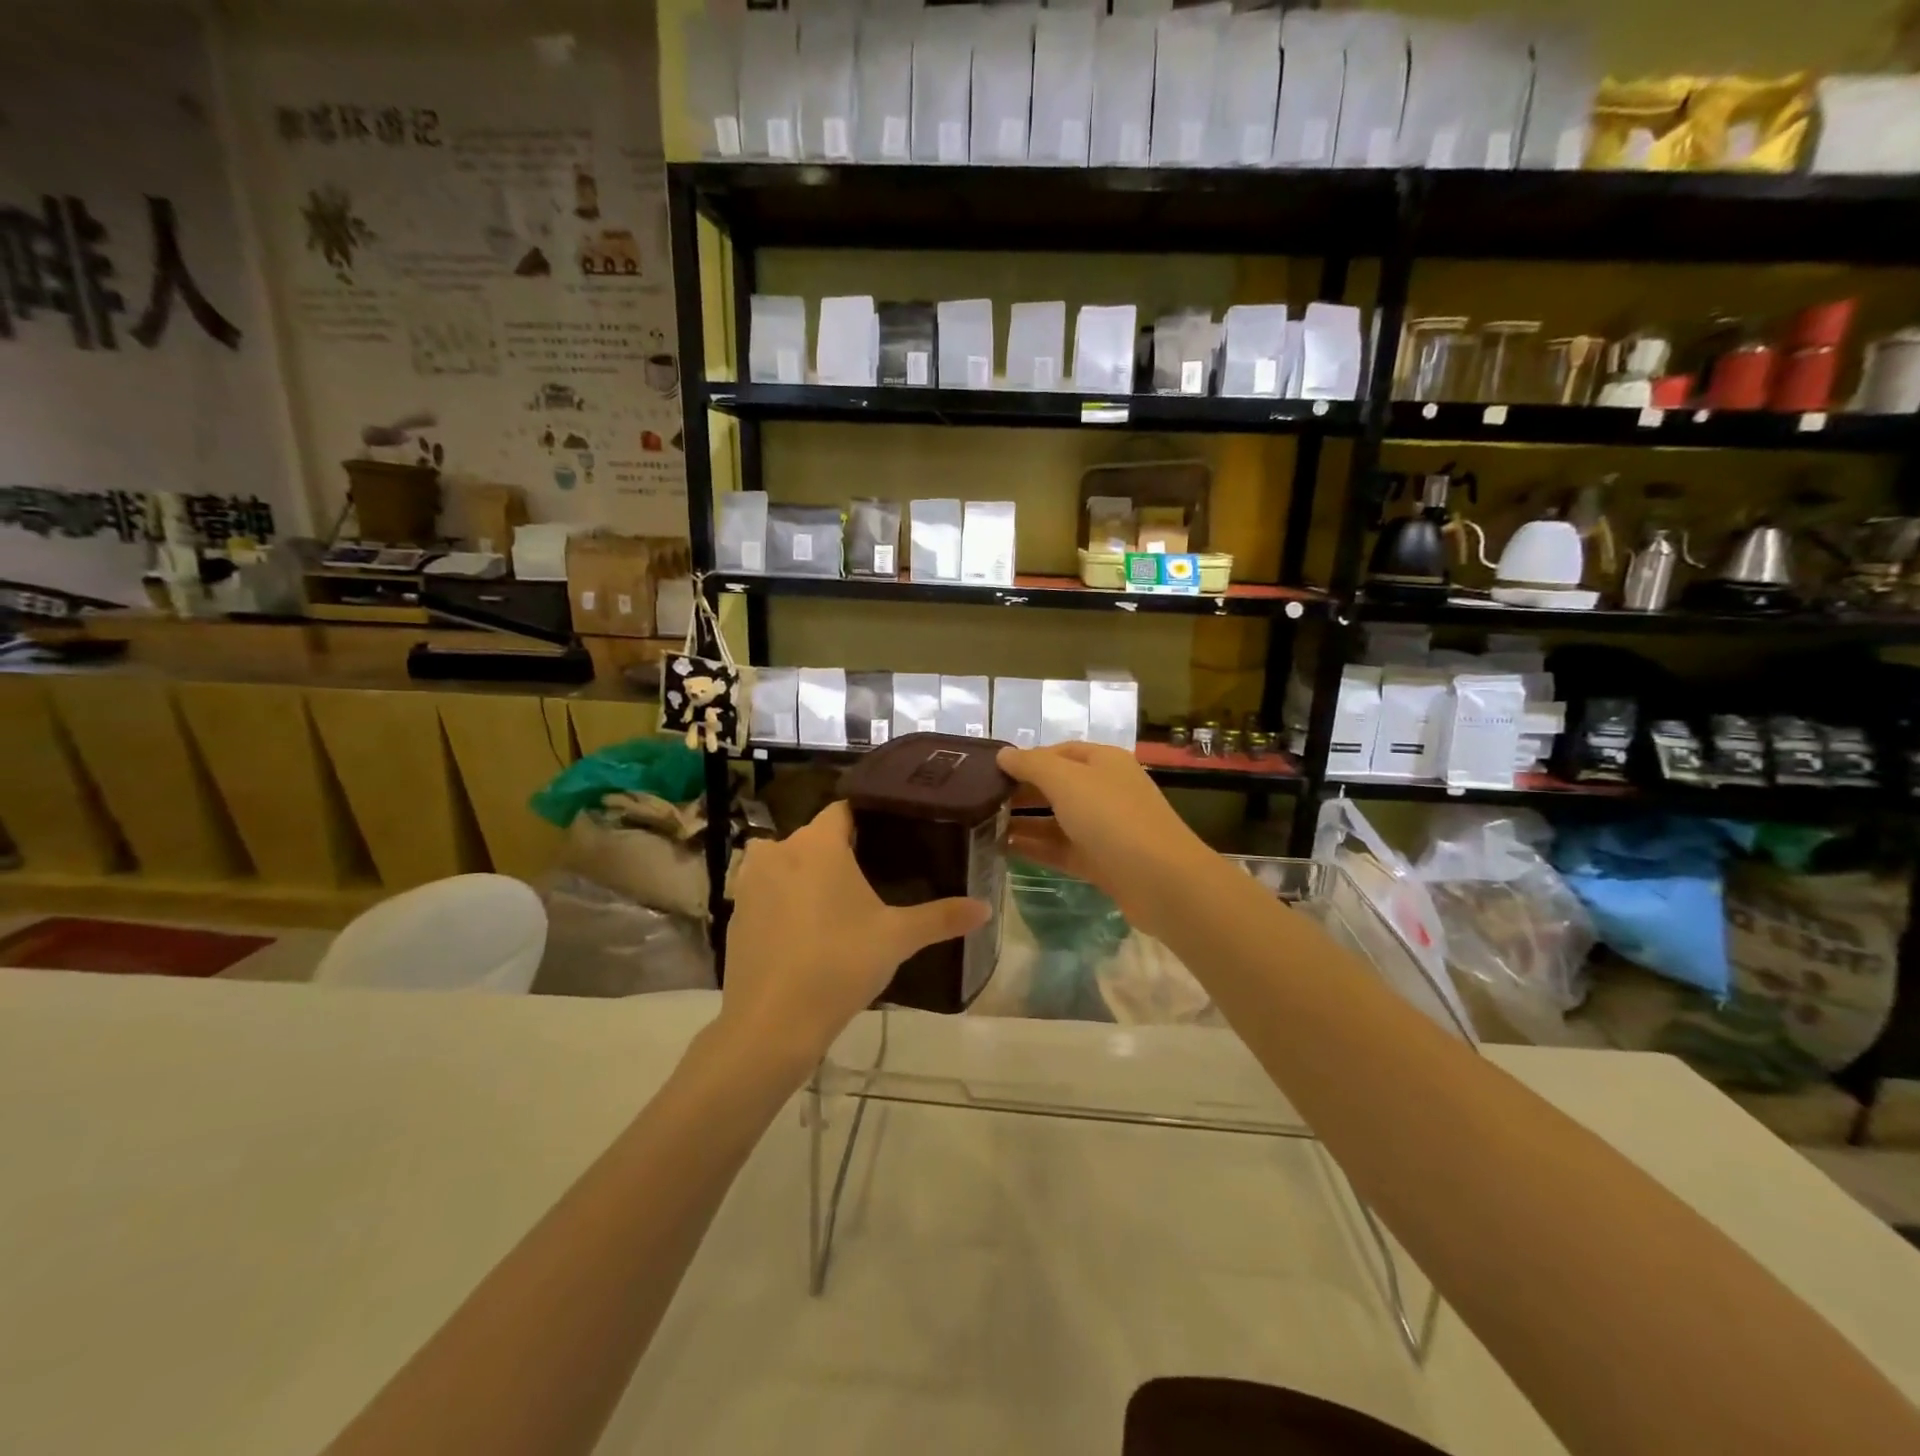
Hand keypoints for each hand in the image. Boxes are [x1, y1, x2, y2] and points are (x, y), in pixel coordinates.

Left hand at [719, 801, 989, 1068]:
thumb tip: (986, 908)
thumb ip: (942, 918)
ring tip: (836, 904)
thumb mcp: (897, 938)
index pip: (844, 810)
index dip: (867, 821)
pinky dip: (782, 901)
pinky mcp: (734, 913)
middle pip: (814, 837)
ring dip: (805, 873)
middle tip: (872, 878)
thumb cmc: (840, 965)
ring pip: (784, 861)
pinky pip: (765, 891)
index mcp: (818, 843)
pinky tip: (803, 932)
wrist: (772, 1023)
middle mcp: (778, 850)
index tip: (889, 839)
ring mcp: (749, 881)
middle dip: (839, 852)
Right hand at [997, 743, 1213, 938]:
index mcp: (1103, 762)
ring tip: (983, 827)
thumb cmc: (1112, 818)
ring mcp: (1104, 829)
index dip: (1025, 759)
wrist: (1161, 881)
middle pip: (1056, 786)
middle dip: (1020, 792)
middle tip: (979, 802)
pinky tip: (1003, 851)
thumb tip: (1003, 755)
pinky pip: (1061, 850)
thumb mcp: (1066, 781)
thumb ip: (1031, 765)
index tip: (989, 772)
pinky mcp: (1101, 862)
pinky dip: (1035, 849)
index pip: (1058, 752)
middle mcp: (1105, 790)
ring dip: (1023, 823)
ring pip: (1056, 820)